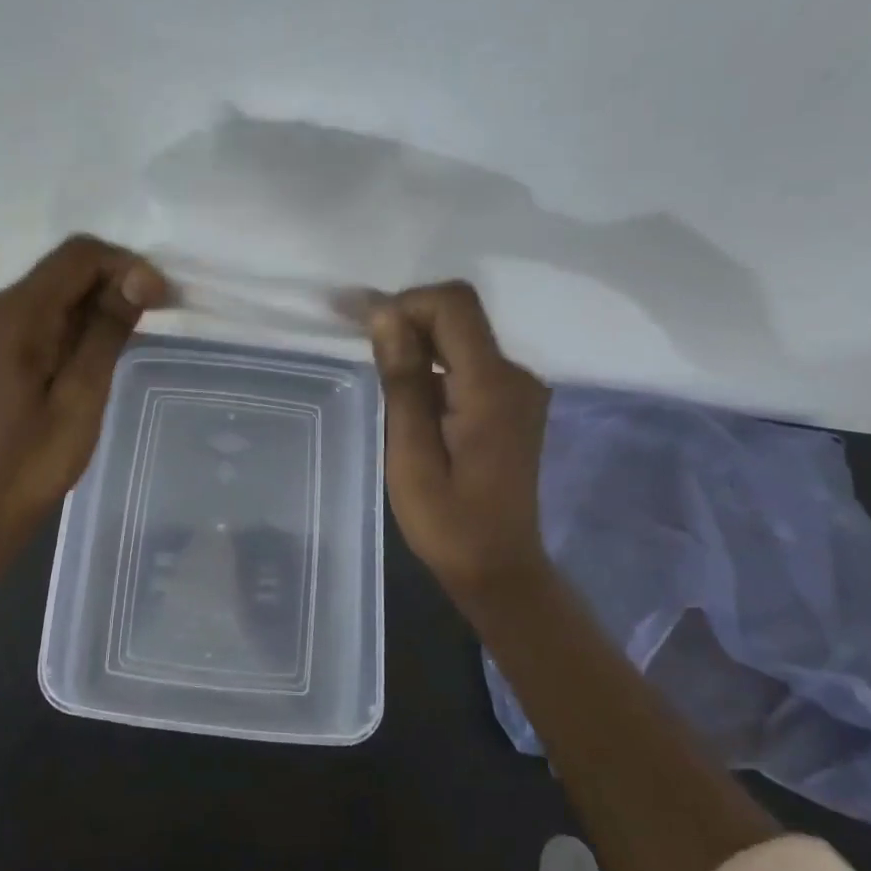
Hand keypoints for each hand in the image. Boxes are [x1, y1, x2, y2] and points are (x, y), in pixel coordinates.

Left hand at [0, 235, 167, 550]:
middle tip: (154, 316)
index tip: (162, 299)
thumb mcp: (82, 395)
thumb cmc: (33, 461)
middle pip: (62, 271)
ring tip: (128, 338)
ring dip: (93, 305)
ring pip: (51, 292)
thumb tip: (139, 277)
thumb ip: (107, 330)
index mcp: (9, 315)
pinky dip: (70, 323)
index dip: (125, 266)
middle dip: (112, 284)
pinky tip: (92, 352)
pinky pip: (36, 315)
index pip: (76, 257)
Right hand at [368, 281, 552, 614]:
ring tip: (371, 361)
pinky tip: (404, 387)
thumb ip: (403, 381)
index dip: (403, 302)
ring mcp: (517, 389)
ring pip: (461, 337)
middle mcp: (514, 376)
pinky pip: (468, 362)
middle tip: (353, 334)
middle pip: (458, 316)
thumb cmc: (447, 522)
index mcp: (491, 387)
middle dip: (405, 316)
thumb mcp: (411, 454)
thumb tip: (385, 315)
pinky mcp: (511, 403)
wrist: (498, 568)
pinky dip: (433, 362)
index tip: (356, 321)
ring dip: (416, 340)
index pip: (453, 307)